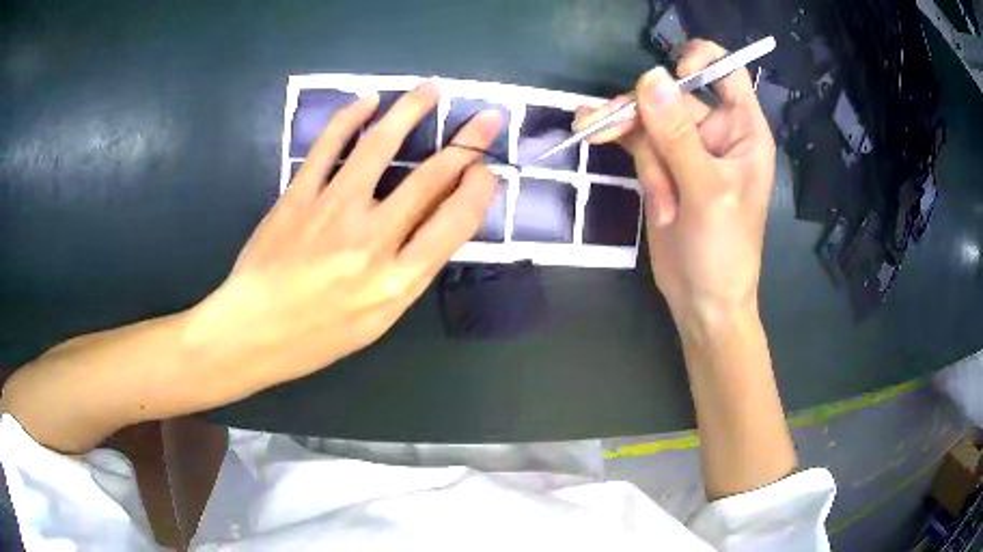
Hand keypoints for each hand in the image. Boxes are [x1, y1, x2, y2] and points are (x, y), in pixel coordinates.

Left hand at [188, 81, 502, 389]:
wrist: (254, 332)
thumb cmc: (319, 336)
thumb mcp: (380, 319)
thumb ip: (411, 272)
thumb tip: (437, 221)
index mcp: (398, 280)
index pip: (456, 221)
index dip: (479, 188)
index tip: (487, 169)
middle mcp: (372, 241)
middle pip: (430, 177)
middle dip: (468, 143)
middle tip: (488, 118)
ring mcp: (332, 211)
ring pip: (380, 146)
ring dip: (411, 111)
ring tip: (431, 89)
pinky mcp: (299, 196)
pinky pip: (328, 146)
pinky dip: (350, 117)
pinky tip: (367, 100)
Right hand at [574, 40, 775, 322]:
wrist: (701, 301)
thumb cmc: (723, 251)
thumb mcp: (707, 192)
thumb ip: (678, 135)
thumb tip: (650, 78)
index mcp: (743, 131)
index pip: (726, 73)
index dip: (699, 62)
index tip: (670, 77)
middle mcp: (716, 133)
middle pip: (673, 96)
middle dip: (642, 111)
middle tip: (604, 123)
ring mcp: (686, 149)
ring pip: (648, 118)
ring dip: (624, 130)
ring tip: (589, 132)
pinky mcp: (661, 167)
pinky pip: (636, 140)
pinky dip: (615, 137)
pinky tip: (588, 132)